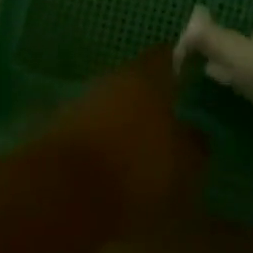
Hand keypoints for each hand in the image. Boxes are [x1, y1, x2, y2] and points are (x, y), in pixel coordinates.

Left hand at [47, 47, 206, 227]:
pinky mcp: (57, 131)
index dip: (180, 64)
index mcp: (145, 77)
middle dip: (151, 98)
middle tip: (171, 120)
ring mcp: (79, 102)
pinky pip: (90, 131)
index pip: (166, 56)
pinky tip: (113, 166)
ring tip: (143, 149)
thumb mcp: (184, 164)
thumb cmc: (135, 169)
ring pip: (111, 105)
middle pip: (136, 81)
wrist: (61, 196)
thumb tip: (195, 133)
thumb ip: (194, 144)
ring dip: (125, 121)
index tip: (193, 77)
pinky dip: (103, 143)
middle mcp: (110, 80)